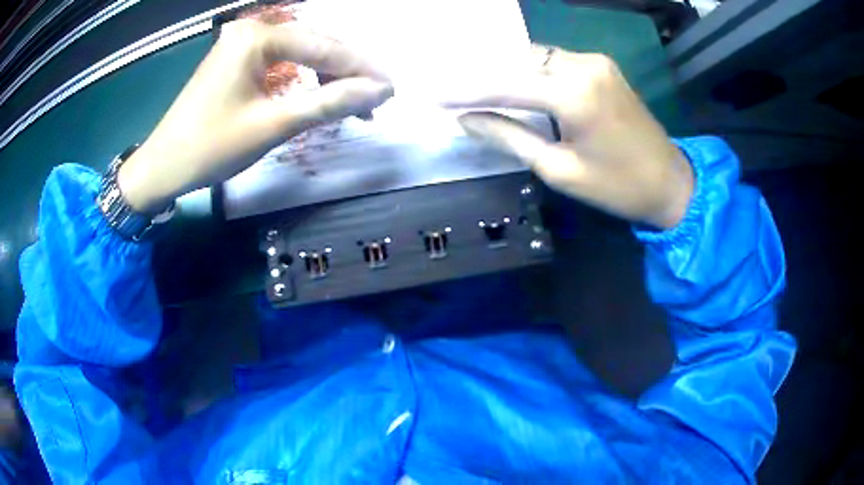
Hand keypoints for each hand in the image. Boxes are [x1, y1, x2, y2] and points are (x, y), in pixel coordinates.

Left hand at [118, 20, 393, 212]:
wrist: (164, 166)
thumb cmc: (212, 147)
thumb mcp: (274, 125)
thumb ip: (328, 103)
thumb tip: (379, 91)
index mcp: (257, 37)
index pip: (324, 46)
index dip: (361, 69)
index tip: (391, 90)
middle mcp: (252, 29)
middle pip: (315, 44)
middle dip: (348, 72)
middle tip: (377, 99)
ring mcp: (243, 42)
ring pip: (301, 52)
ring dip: (329, 76)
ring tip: (354, 102)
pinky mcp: (238, 58)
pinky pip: (283, 61)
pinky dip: (304, 78)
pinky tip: (321, 93)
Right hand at [452, 47, 692, 228]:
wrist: (670, 182)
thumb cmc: (617, 187)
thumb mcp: (559, 169)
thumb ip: (510, 137)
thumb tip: (466, 120)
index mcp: (574, 94)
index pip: (505, 84)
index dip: (465, 90)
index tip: (432, 95)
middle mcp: (583, 65)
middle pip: (518, 60)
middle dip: (482, 72)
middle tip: (449, 85)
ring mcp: (595, 61)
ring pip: (534, 56)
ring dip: (505, 69)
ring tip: (473, 83)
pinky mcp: (602, 65)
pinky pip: (554, 60)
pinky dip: (529, 70)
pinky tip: (511, 80)